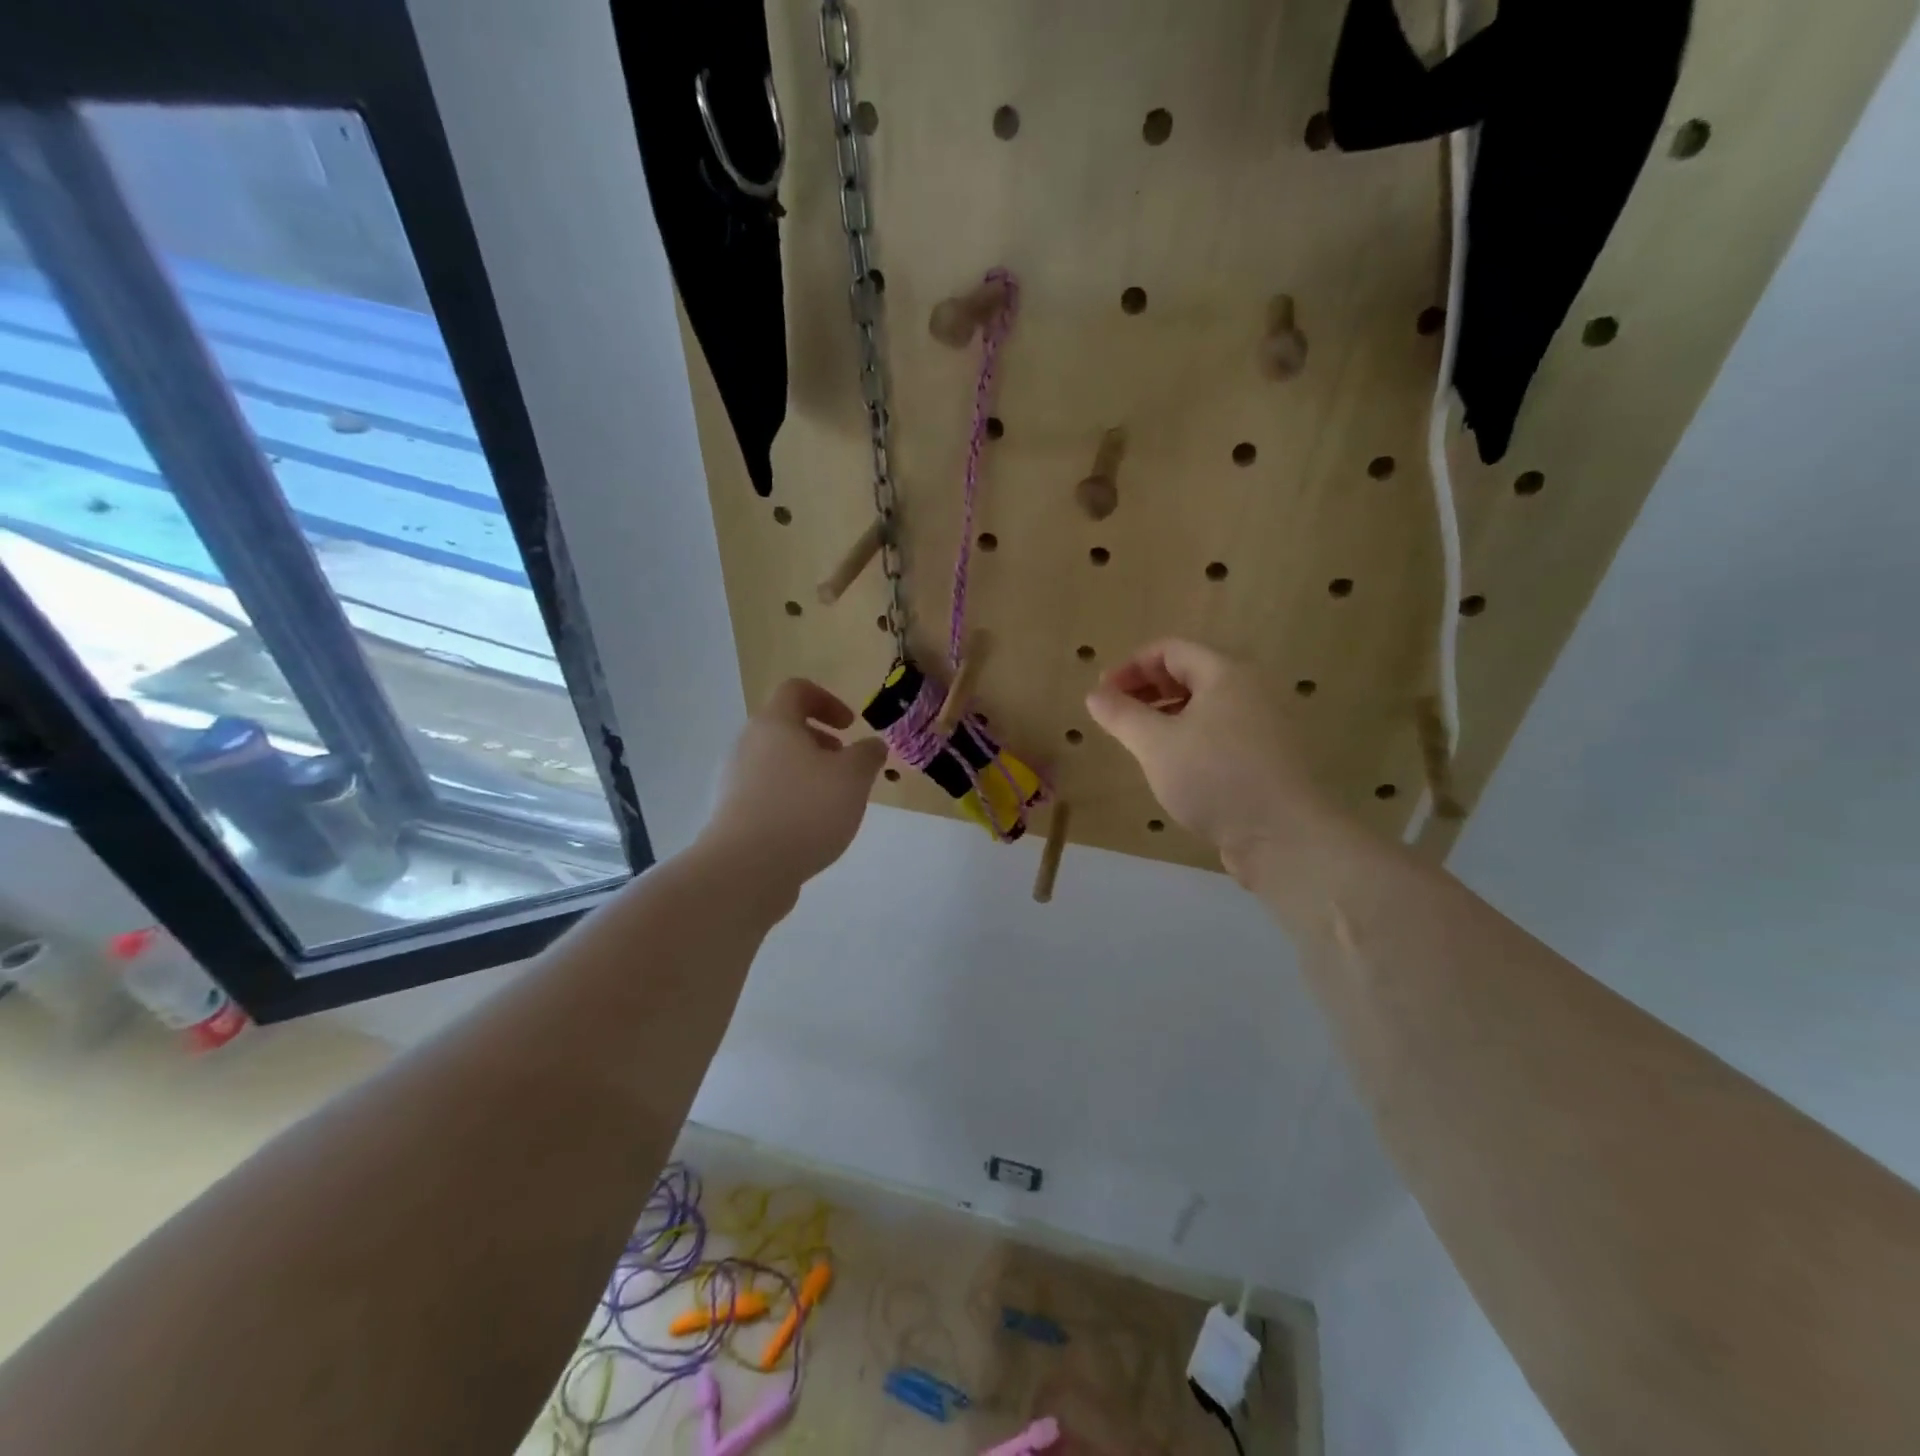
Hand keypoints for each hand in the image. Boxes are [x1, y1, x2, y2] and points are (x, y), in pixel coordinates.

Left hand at [699, 679, 887, 904]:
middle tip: (846, 766)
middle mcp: (747, 745)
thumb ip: (868, 754)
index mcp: (773, 724)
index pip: (796, 690)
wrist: (746, 869)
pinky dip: (791, 799)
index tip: (850, 726)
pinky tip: (810, 829)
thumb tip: (871, 745)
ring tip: (833, 802)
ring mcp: (734, 780)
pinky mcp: (731, 814)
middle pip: (784, 728)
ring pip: (776, 763)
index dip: (827, 700)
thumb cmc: (805, 810)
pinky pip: (767, 793)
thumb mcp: (853, 777)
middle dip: (820, 742)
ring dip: (807, 772)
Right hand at [1086, 638, 1336, 881]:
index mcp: (1225, 673)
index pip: (1170, 650)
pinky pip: (1221, 733)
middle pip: (1190, 674)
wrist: (1286, 836)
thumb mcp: (1156, 744)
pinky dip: (1190, 737)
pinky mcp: (1268, 757)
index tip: (1102, 694)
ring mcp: (1263, 724)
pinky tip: (1174, 767)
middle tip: (1116, 716)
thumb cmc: (1215, 778)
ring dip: (1166, 715)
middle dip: (1147, 690)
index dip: (1130, 666)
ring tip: (1139, 742)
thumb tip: (1094, 694)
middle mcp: (1250, 690)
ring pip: (1205, 706)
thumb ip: (1121, 715)